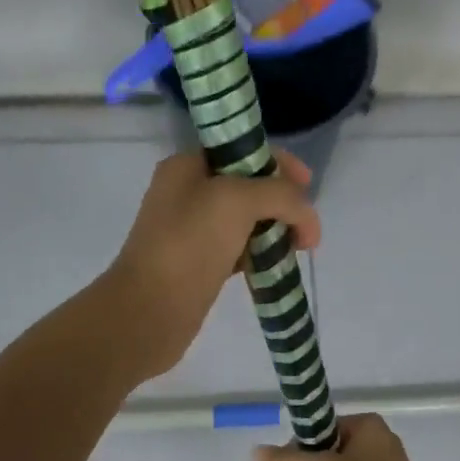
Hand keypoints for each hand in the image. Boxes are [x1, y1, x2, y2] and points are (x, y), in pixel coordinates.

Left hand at [103, 150, 319, 380]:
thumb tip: (306, 218)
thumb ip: (281, 195)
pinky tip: (276, 266)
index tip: (309, 187)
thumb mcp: (237, 201)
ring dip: (276, 229)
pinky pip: (241, 249)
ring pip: (248, 220)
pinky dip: (262, 254)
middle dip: (283, 201)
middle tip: (306, 228)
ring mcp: (193, 231)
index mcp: (188, 166)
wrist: (150, 310)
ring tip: (297, 248)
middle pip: (250, 186)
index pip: (244, 150)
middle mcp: (188, 193)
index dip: (281, 163)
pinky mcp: (201, 264)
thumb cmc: (189, 245)